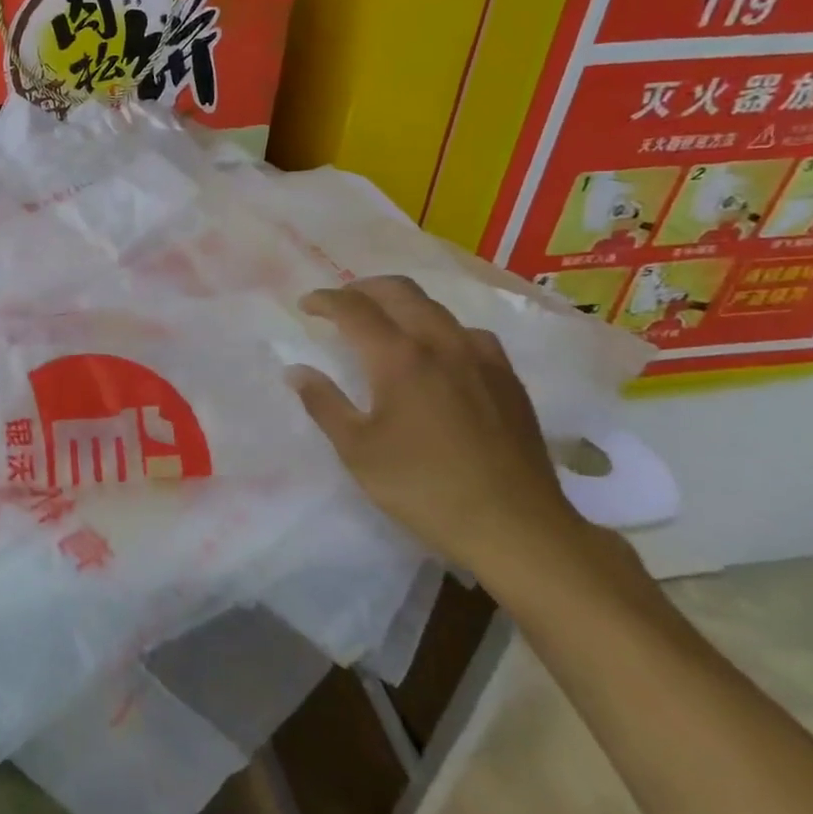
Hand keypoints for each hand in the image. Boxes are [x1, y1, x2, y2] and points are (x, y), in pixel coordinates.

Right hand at [286, 278, 607, 590]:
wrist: (516, 526)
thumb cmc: (423, 488)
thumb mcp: (358, 450)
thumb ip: (324, 403)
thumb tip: (296, 371)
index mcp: (399, 357)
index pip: (354, 308)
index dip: (325, 300)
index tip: (306, 305)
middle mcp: (441, 343)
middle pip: (399, 292)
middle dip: (363, 288)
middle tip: (341, 301)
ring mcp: (481, 357)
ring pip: (436, 308)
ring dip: (402, 304)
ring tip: (384, 322)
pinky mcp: (507, 377)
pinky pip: (467, 332)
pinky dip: (439, 327)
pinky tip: (438, 353)